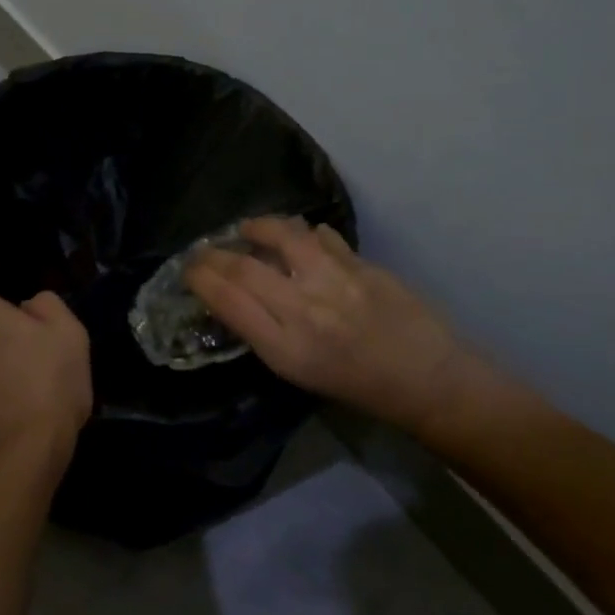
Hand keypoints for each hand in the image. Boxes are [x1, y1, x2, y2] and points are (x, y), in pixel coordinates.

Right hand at [185, 217, 474, 433]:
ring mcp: (335, 281)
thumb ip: (264, 332)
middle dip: (215, 253)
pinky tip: (300, 239)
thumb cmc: (357, 386)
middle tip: (206, 250)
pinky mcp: (361, 264)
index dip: (201, 278)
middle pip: (245, 267)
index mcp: (285, 348)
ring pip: (283, 236)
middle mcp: (304, 310)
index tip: (189, 270)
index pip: (228, 299)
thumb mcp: (298, 373)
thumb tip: (235, 296)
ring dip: (258, 227)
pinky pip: (321, 236)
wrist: (425, 378)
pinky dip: (303, 234)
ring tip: (249, 229)